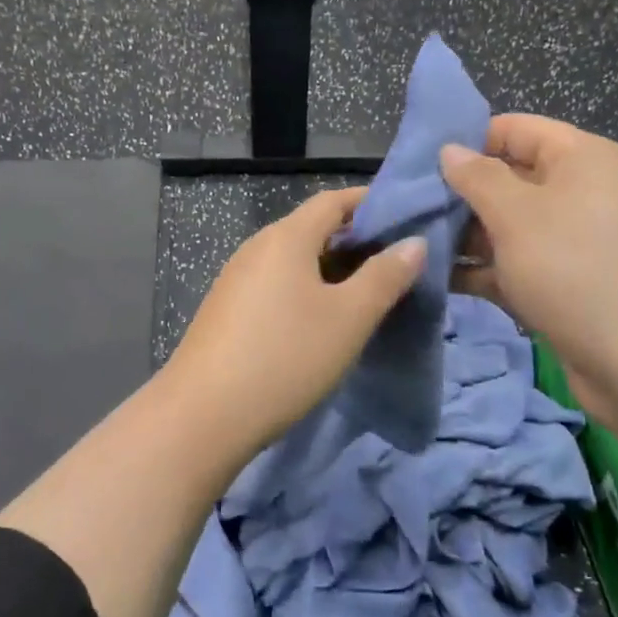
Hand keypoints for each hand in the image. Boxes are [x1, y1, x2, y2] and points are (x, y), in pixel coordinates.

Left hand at [163, 188, 425, 451]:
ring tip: (367, 293)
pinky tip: (322, 320)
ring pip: (293, 260)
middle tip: (396, 262)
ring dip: (331, 268)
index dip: (369, 202)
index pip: (332, 201)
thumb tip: (414, 242)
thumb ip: (384, 276)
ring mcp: (236, 279)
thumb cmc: (286, 357)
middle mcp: (257, 248)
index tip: (406, 217)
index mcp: (285, 237)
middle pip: (311, 228)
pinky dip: (306, 290)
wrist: (203, 415)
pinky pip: (276, 285)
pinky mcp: (227, 310)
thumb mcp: (348, 318)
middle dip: (354, 239)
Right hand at [440, 116, 617, 413]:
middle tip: (409, 208)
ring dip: (464, 234)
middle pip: (509, 178)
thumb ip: (477, 177)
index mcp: (582, 159)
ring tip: (414, 244)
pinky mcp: (566, 282)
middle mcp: (581, 192)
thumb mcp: (516, 215)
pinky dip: (482, 268)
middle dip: (460, 193)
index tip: (419, 162)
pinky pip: (516, 263)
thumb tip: (449, 150)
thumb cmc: (575, 269)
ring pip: (508, 225)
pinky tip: (438, 278)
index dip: (468, 141)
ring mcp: (574, 241)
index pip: (515, 130)